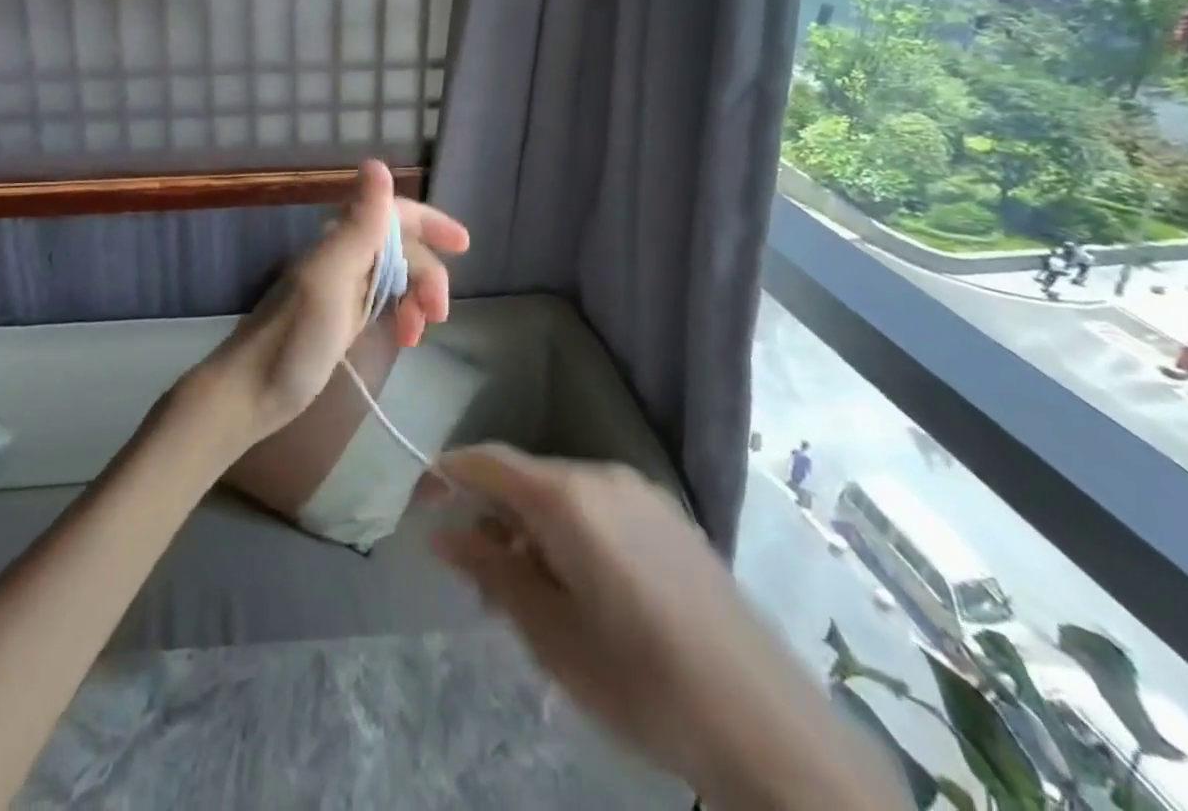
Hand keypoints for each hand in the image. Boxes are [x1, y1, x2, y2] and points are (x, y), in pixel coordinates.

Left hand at [197, 160, 468, 443]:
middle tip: (438, 314)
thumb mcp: (331, 279)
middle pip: (401, 248)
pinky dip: (402, 315)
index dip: (430, 222)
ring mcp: (341, 289)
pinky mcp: (340, 319)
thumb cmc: (293, 338)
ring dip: (417, 297)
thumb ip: (360, 225)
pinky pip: (383, 302)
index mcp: (340, 241)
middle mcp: (342, 256)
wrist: (250, 393)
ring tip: (419, 334)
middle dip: (428, 274)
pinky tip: (406, 338)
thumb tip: (377, 164)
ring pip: (395, 276)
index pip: (394, 213)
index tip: (463, 244)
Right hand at [430, 445, 907, 809]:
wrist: (768, 728)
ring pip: (560, 494)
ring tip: (531, 598)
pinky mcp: (668, 517)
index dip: (444, 475)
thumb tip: (440, 533)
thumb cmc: (642, 683)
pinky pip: (597, 507)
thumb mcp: (549, 635)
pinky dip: (569, 533)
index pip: (486, 460)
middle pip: (524, 478)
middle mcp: (601, 475)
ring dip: (531, 530)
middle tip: (481, 583)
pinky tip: (582, 591)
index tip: (419, 508)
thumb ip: (490, 571)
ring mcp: (641, 493)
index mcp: (567, 496)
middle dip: (491, 517)